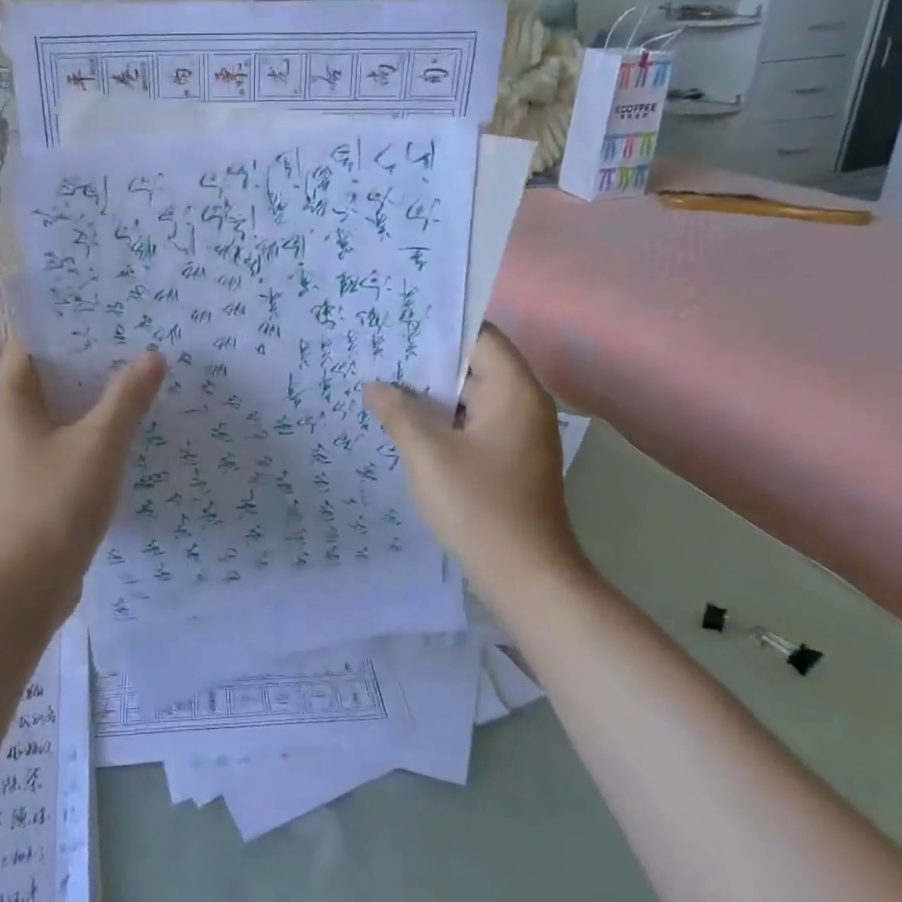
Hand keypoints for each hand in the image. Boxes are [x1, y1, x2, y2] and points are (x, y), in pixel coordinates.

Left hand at [0, 336, 165, 610]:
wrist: (22, 590)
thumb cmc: (53, 506)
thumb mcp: (99, 445)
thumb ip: (126, 398)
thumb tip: (152, 356)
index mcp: (10, 400)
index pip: (30, 340)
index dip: (63, 318)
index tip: (104, 303)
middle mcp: (7, 420)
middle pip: (47, 372)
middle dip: (87, 354)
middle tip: (134, 334)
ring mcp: (18, 454)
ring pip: (58, 409)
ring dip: (92, 394)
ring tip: (137, 373)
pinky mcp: (33, 482)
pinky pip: (63, 440)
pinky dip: (90, 428)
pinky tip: (126, 427)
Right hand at [363, 323, 586, 587]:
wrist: (526, 577)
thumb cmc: (478, 506)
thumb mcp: (427, 454)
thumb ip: (398, 412)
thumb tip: (375, 386)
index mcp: (514, 390)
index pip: (479, 335)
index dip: (438, 327)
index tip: (396, 324)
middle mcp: (523, 404)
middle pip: (473, 364)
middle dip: (426, 362)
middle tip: (378, 354)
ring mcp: (518, 434)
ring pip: (470, 397)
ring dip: (432, 394)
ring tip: (382, 386)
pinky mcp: (509, 460)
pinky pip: (473, 424)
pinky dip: (444, 420)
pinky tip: (406, 425)